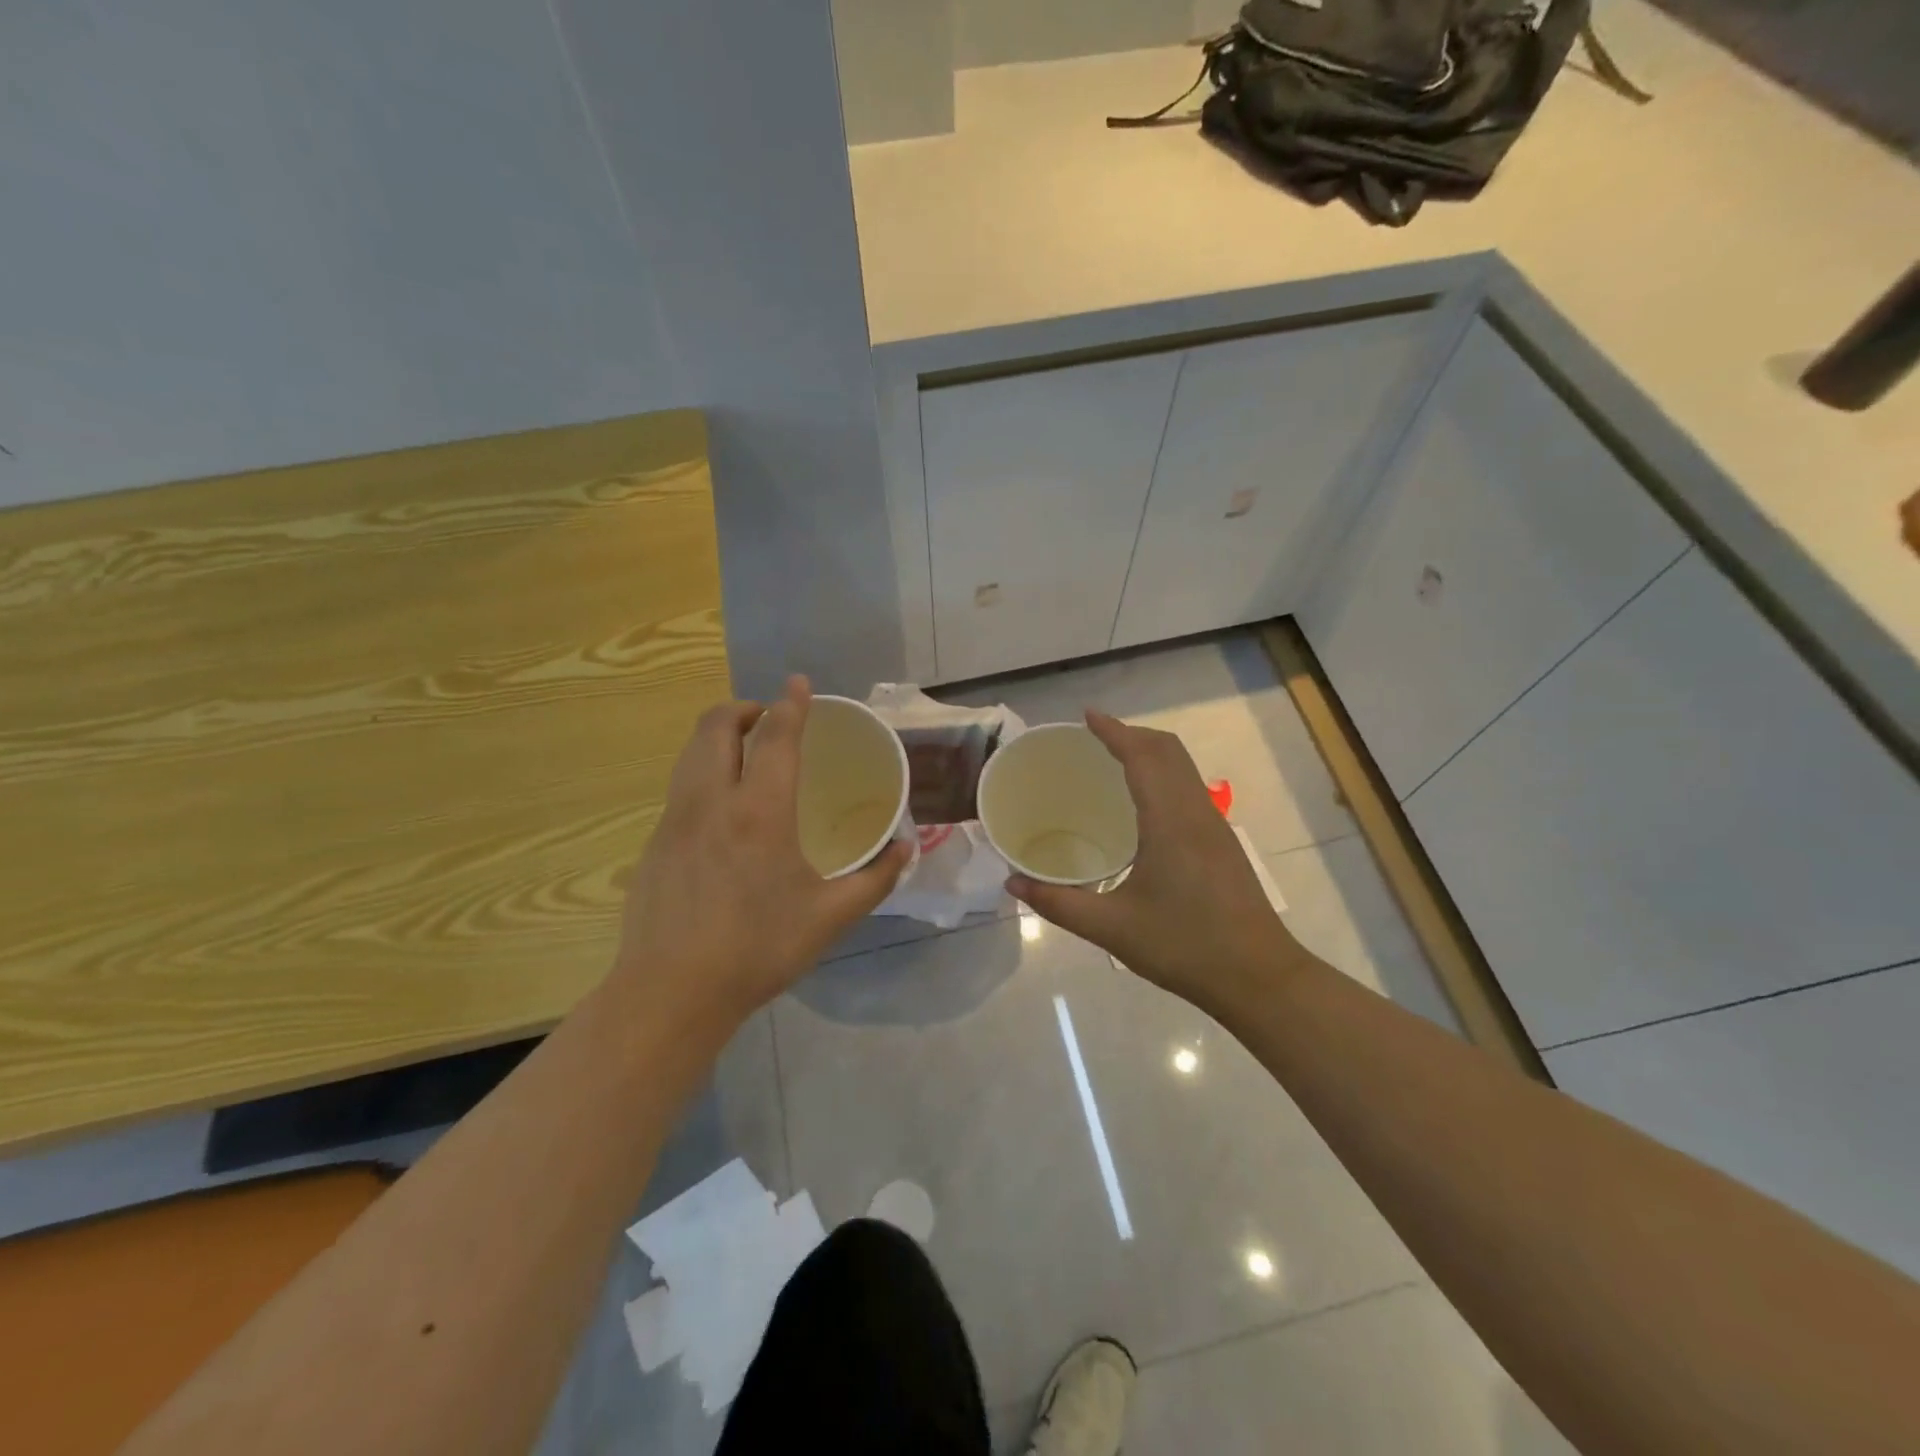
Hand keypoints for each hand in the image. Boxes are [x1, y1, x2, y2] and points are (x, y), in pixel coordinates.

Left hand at [609, 676, 910, 1041]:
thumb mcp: (831, 917)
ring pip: (691, 752)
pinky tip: (722, 811)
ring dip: (718, 737)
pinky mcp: (654, 843)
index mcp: (760, 811)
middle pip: (716, 726)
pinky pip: (680, 787)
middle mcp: (711, 801)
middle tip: (768, 719)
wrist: (671, 992)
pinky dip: (703, 773)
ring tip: (745, 753)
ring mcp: (675, 820)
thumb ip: (876, 878)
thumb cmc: (759, 949)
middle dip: (743, 709)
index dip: (790, 703)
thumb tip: (905, 847)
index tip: (798, 682)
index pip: (775, 736)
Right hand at [1008, 711, 1302, 1013]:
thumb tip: (1013, 883)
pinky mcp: (1222, 843)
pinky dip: (1163, 775)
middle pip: (1168, 751)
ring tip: (1112, 761)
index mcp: (1170, 821)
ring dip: (1150, 753)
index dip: (1114, 731)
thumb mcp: (1112, 928)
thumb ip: (1058, 903)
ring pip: (1183, 767)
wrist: (1259, 977)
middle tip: (1093, 739)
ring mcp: (1214, 826)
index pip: (1142, 756)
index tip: (1086, 716)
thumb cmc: (1184, 947)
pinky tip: (1141, 804)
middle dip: (1131, 734)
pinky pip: (1189, 788)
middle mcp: (1196, 812)